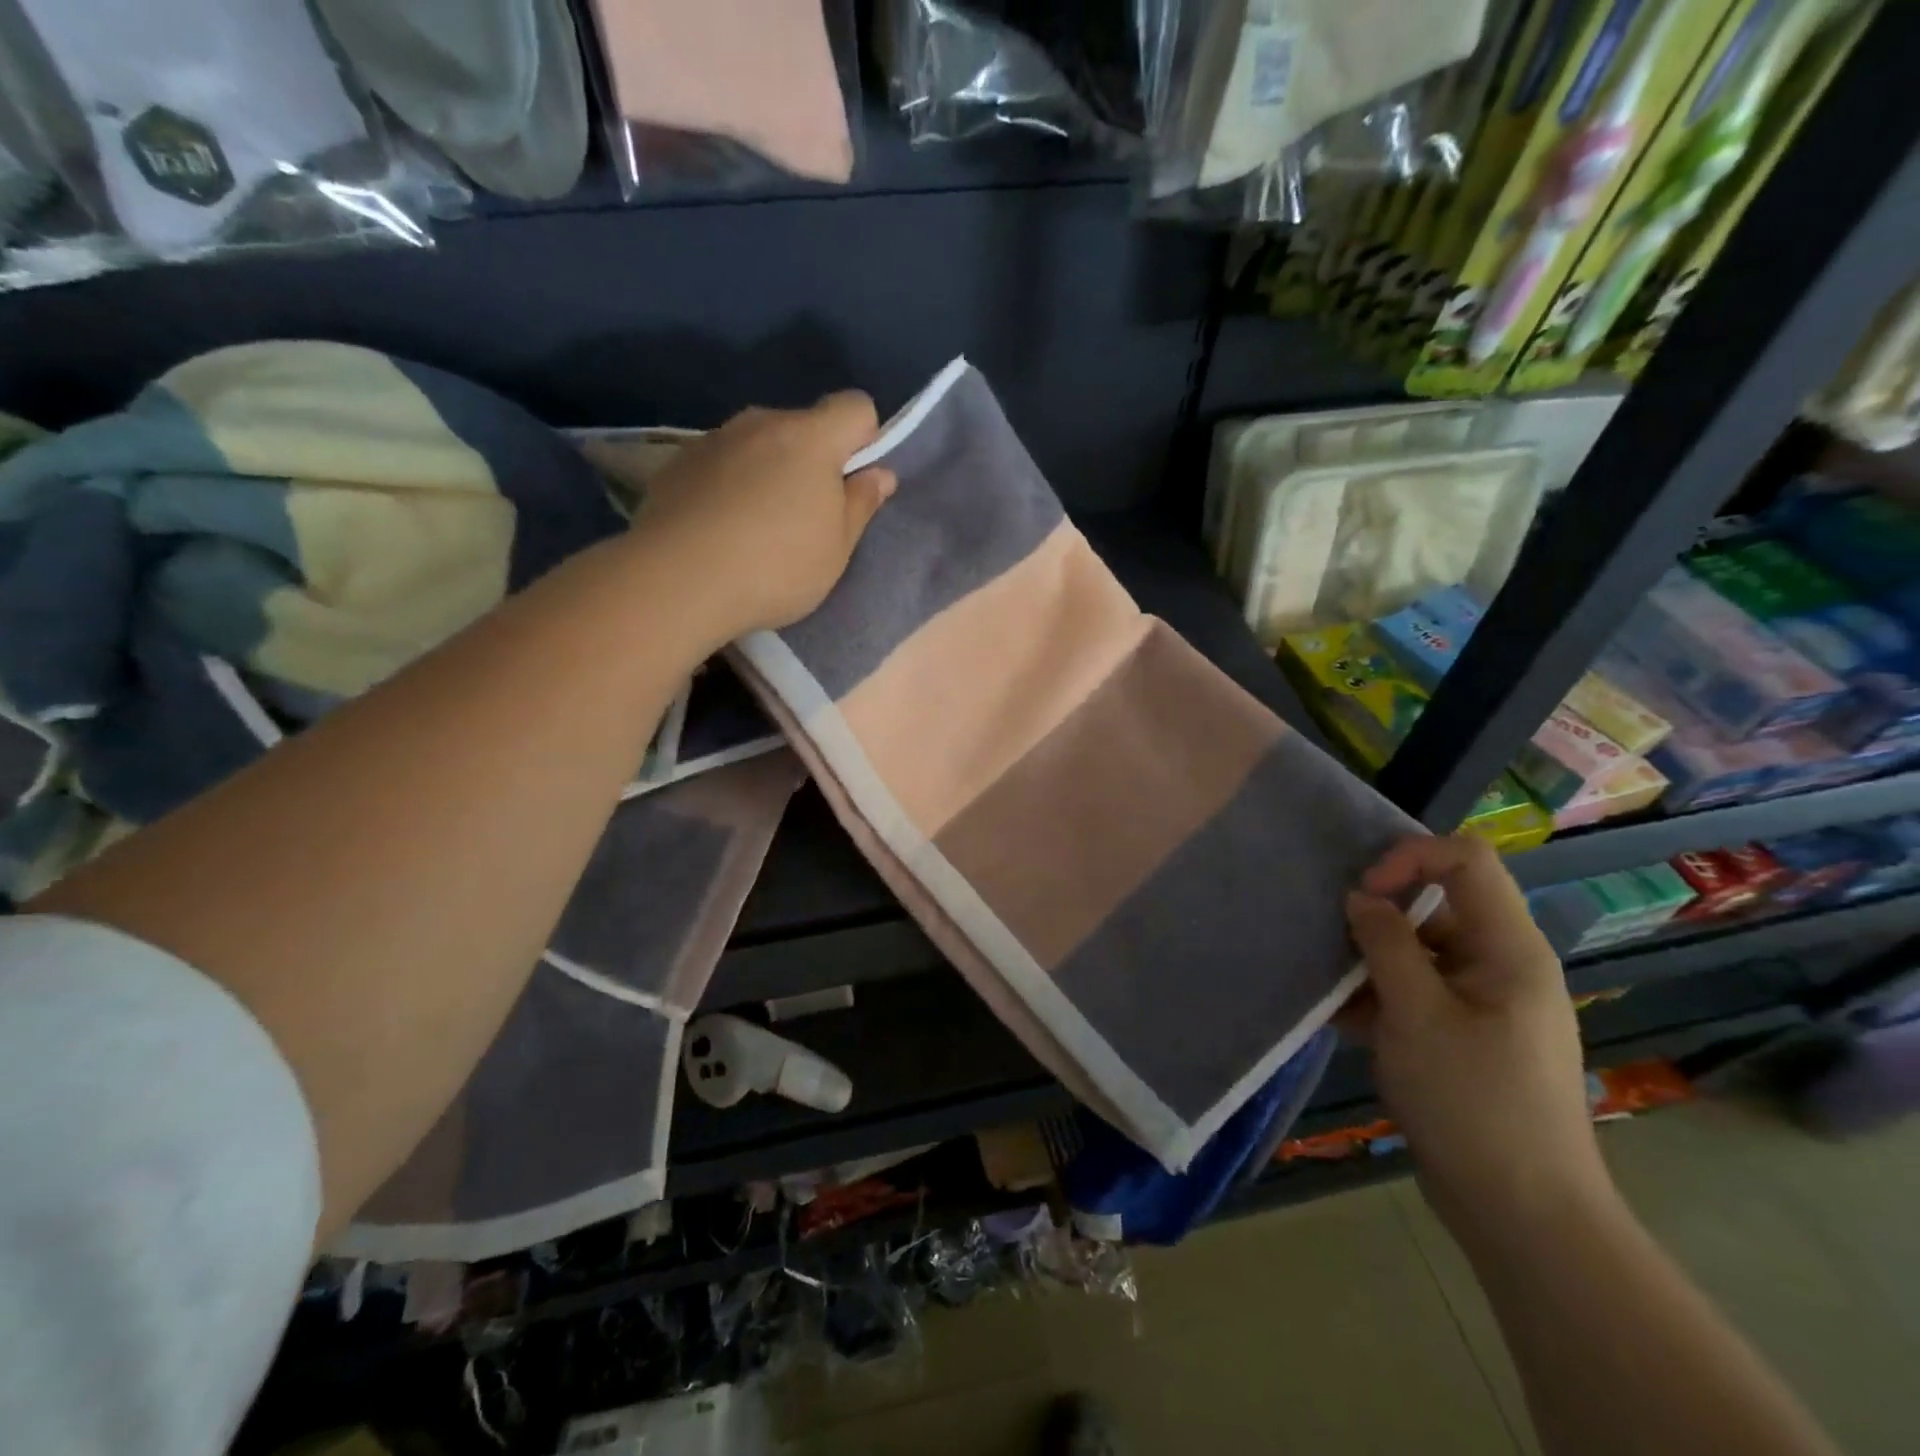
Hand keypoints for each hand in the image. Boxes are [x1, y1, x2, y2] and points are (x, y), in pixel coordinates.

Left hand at [607, 392, 895, 642]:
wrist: (678, 581)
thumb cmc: (776, 567)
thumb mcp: (837, 549)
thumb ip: (860, 504)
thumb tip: (880, 473)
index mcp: (811, 438)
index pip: (855, 407)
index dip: (865, 439)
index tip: (853, 482)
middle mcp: (762, 423)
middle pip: (803, 426)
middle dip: (814, 460)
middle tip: (808, 517)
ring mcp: (715, 439)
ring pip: (759, 444)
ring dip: (769, 471)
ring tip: (758, 527)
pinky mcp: (678, 462)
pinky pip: (722, 463)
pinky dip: (730, 484)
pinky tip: (721, 529)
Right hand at [1342, 834, 1609, 1239]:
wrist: (1522, 1214)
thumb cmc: (1473, 1104)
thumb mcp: (1416, 1015)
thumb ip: (1385, 944)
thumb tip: (1360, 896)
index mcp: (1509, 949)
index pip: (1466, 860)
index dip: (1409, 858)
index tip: (1363, 894)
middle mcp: (1501, 964)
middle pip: (1436, 903)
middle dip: (1378, 915)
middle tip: (1334, 944)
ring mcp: (1484, 1001)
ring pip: (1418, 949)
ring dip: (1370, 960)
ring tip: (1331, 989)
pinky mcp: (1464, 1033)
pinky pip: (1417, 989)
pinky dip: (1379, 995)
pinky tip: (1342, 1020)